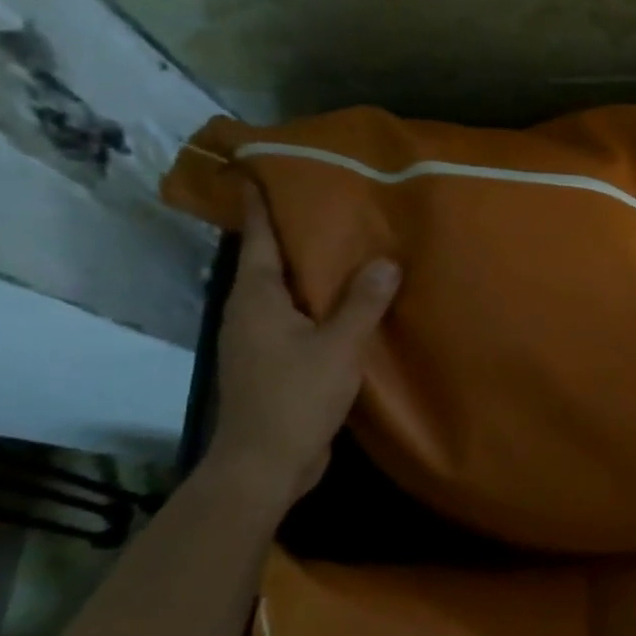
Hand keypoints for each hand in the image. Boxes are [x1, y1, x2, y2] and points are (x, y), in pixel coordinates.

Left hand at [203, 185, 400, 508]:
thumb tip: (387, 261)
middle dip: (289, 234)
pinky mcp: (271, 362)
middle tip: (321, 204)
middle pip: (267, 262)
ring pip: (282, 292)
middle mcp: (249, 313)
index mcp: (256, 299)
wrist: (265, 463)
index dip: (259, 206)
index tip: (258, 172)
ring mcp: (257, 340)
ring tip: (341, 248)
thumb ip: (363, 303)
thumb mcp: (339, 346)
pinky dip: (315, 303)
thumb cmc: (296, 395)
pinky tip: (343, 303)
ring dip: (305, 271)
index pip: (257, 241)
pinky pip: (294, 318)